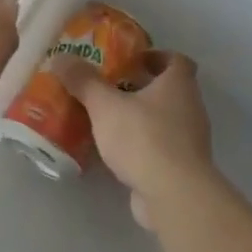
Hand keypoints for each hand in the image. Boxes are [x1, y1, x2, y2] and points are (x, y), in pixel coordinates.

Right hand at [56, 51, 213, 227]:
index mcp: (179, 85)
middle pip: (168, 90)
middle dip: (140, 87)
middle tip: (108, 88)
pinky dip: (140, 145)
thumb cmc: (144, 138)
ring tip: (105, 119)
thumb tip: (61, 57)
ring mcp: (189, 141)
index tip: (131, 61)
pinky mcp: (181, 168)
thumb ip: (84, 81)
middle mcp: (190, 108)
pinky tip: (113, 151)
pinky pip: (159, 147)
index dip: (155, 56)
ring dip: (139, 117)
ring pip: (163, 119)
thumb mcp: (106, 106)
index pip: (176, 60)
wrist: (174, 194)